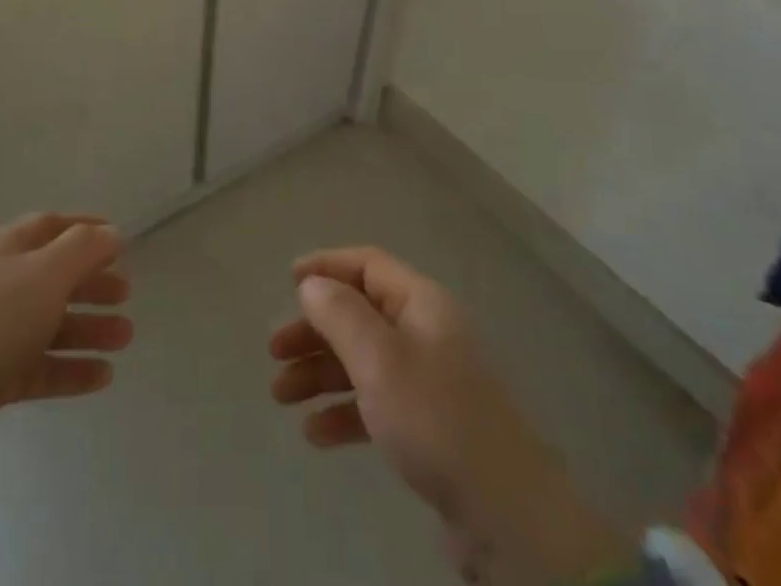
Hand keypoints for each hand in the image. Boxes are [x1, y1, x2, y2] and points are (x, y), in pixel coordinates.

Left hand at [0, 212, 133, 422]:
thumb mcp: (47, 272)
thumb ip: (85, 249)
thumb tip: (112, 233)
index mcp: (6, 247)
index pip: (51, 226)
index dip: (86, 228)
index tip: (119, 239)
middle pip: (54, 276)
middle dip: (92, 284)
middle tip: (127, 293)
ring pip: (51, 323)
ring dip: (89, 327)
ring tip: (126, 337)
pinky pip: (40, 365)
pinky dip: (71, 367)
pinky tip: (104, 376)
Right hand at [269, 247, 601, 581]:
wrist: (506, 515)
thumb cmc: (434, 418)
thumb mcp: (379, 359)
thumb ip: (340, 314)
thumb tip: (313, 284)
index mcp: (422, 303)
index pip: (368, 265)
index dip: (327, 265)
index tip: (288, 280)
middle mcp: (427, 332)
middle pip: (361, 314)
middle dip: (315, 330)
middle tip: (274, 352)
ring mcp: (431, 381)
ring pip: (364, 361)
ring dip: (321, 373)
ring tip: (281, 397)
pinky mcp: (431, 427)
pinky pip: (377, 404)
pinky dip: (345, 411)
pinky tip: (316, 435)